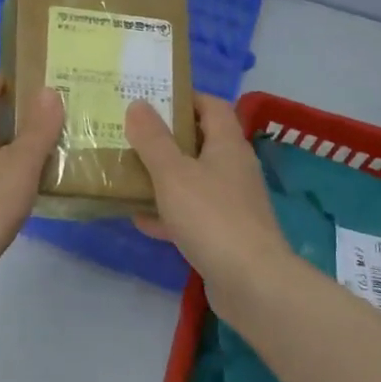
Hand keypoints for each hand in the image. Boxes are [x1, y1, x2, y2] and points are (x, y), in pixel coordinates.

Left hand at [0, 76, 64, 314]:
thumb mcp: (18, 164)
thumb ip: (37, 130)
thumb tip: (48, 89)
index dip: (0, 83)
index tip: (23, 70)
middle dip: (17, 117)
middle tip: (54, 109)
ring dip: (19, 151)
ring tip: (55, 146)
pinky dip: (17, 182)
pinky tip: (38, 190)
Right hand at [125, 94, 295, 310]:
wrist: (252, 283)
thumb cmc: (212, 217)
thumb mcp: (173, 173)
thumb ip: (153, 139)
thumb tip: (138, 104)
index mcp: (228, 146)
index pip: (212, 106)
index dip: (184, 98)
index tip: (151, 98)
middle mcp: (234, 169)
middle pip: (200, 142)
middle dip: (167, 138)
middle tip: (131, 134)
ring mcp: (232, 203)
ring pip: (193, 180)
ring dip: (164, 176)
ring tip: (128, 171)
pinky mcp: (225, 234)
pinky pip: (192, 214)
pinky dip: (168, 213)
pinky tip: (140, 218)